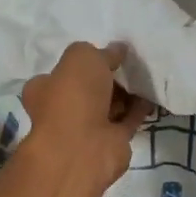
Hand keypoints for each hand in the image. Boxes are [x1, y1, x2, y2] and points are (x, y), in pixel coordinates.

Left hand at [19, 42, 153, 190]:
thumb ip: (102, 52)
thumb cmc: (73, 95)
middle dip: (108, 78)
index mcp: (44, 89)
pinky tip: (151, 95)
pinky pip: (126, 120)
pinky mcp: (110, 142)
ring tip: (144, 76)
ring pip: (108, 105)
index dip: (83, 63)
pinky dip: (138, 109)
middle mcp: (62, 109)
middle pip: (88, 88)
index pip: (61, 72)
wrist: (83, 147)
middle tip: (129, 64)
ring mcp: (86, 128)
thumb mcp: (83, 57)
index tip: (105, 54)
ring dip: (125, 94)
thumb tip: (117, 50)